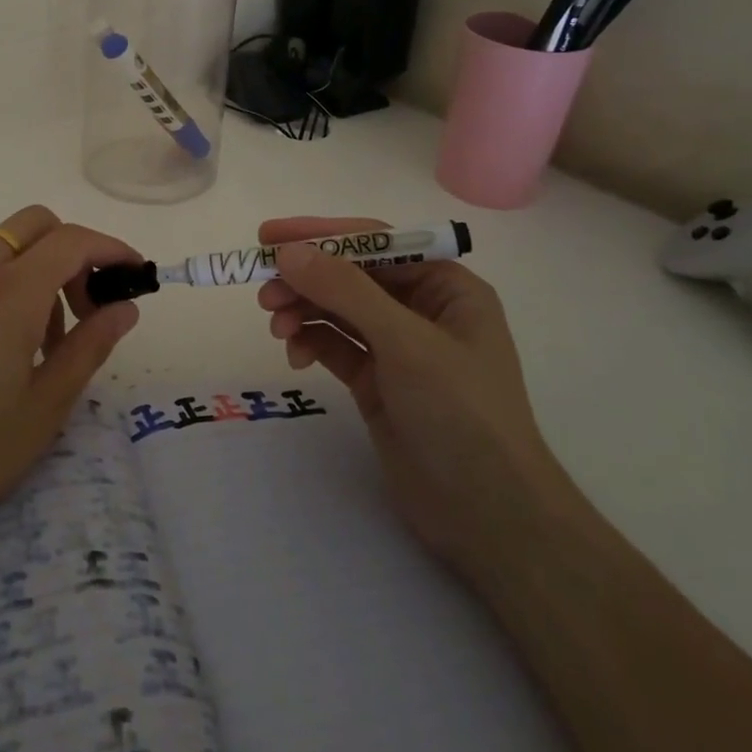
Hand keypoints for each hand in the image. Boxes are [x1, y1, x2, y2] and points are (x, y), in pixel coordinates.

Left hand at [0, 206, 141, 586]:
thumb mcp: (46, 407)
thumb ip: (90, 346)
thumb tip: (125, 307)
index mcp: (8, 295)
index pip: (72, 241)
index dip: (112, 249)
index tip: (135, 275)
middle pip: (35, 224)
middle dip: (73, 250)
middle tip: (87, 307)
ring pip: (4, 246)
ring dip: (38, 268)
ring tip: (46, 340)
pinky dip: (5, 282)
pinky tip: (5, 343)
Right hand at [256, 217, 567, 581]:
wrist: (488, 517)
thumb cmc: (461, 413)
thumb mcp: (405, 342)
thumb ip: (345, 291)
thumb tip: (288, 252)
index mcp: (446, 286)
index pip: (374, 243)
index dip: (320, 235)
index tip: (268, 236)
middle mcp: (422, 309)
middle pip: (350, 276)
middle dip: (306, 279)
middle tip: (263, 291)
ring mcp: (398, 348)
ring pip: (337, 310)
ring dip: (302, 310)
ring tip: (275, 327)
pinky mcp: (377, 381)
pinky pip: (335, 345)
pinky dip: (310, 342)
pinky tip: (294, 355)